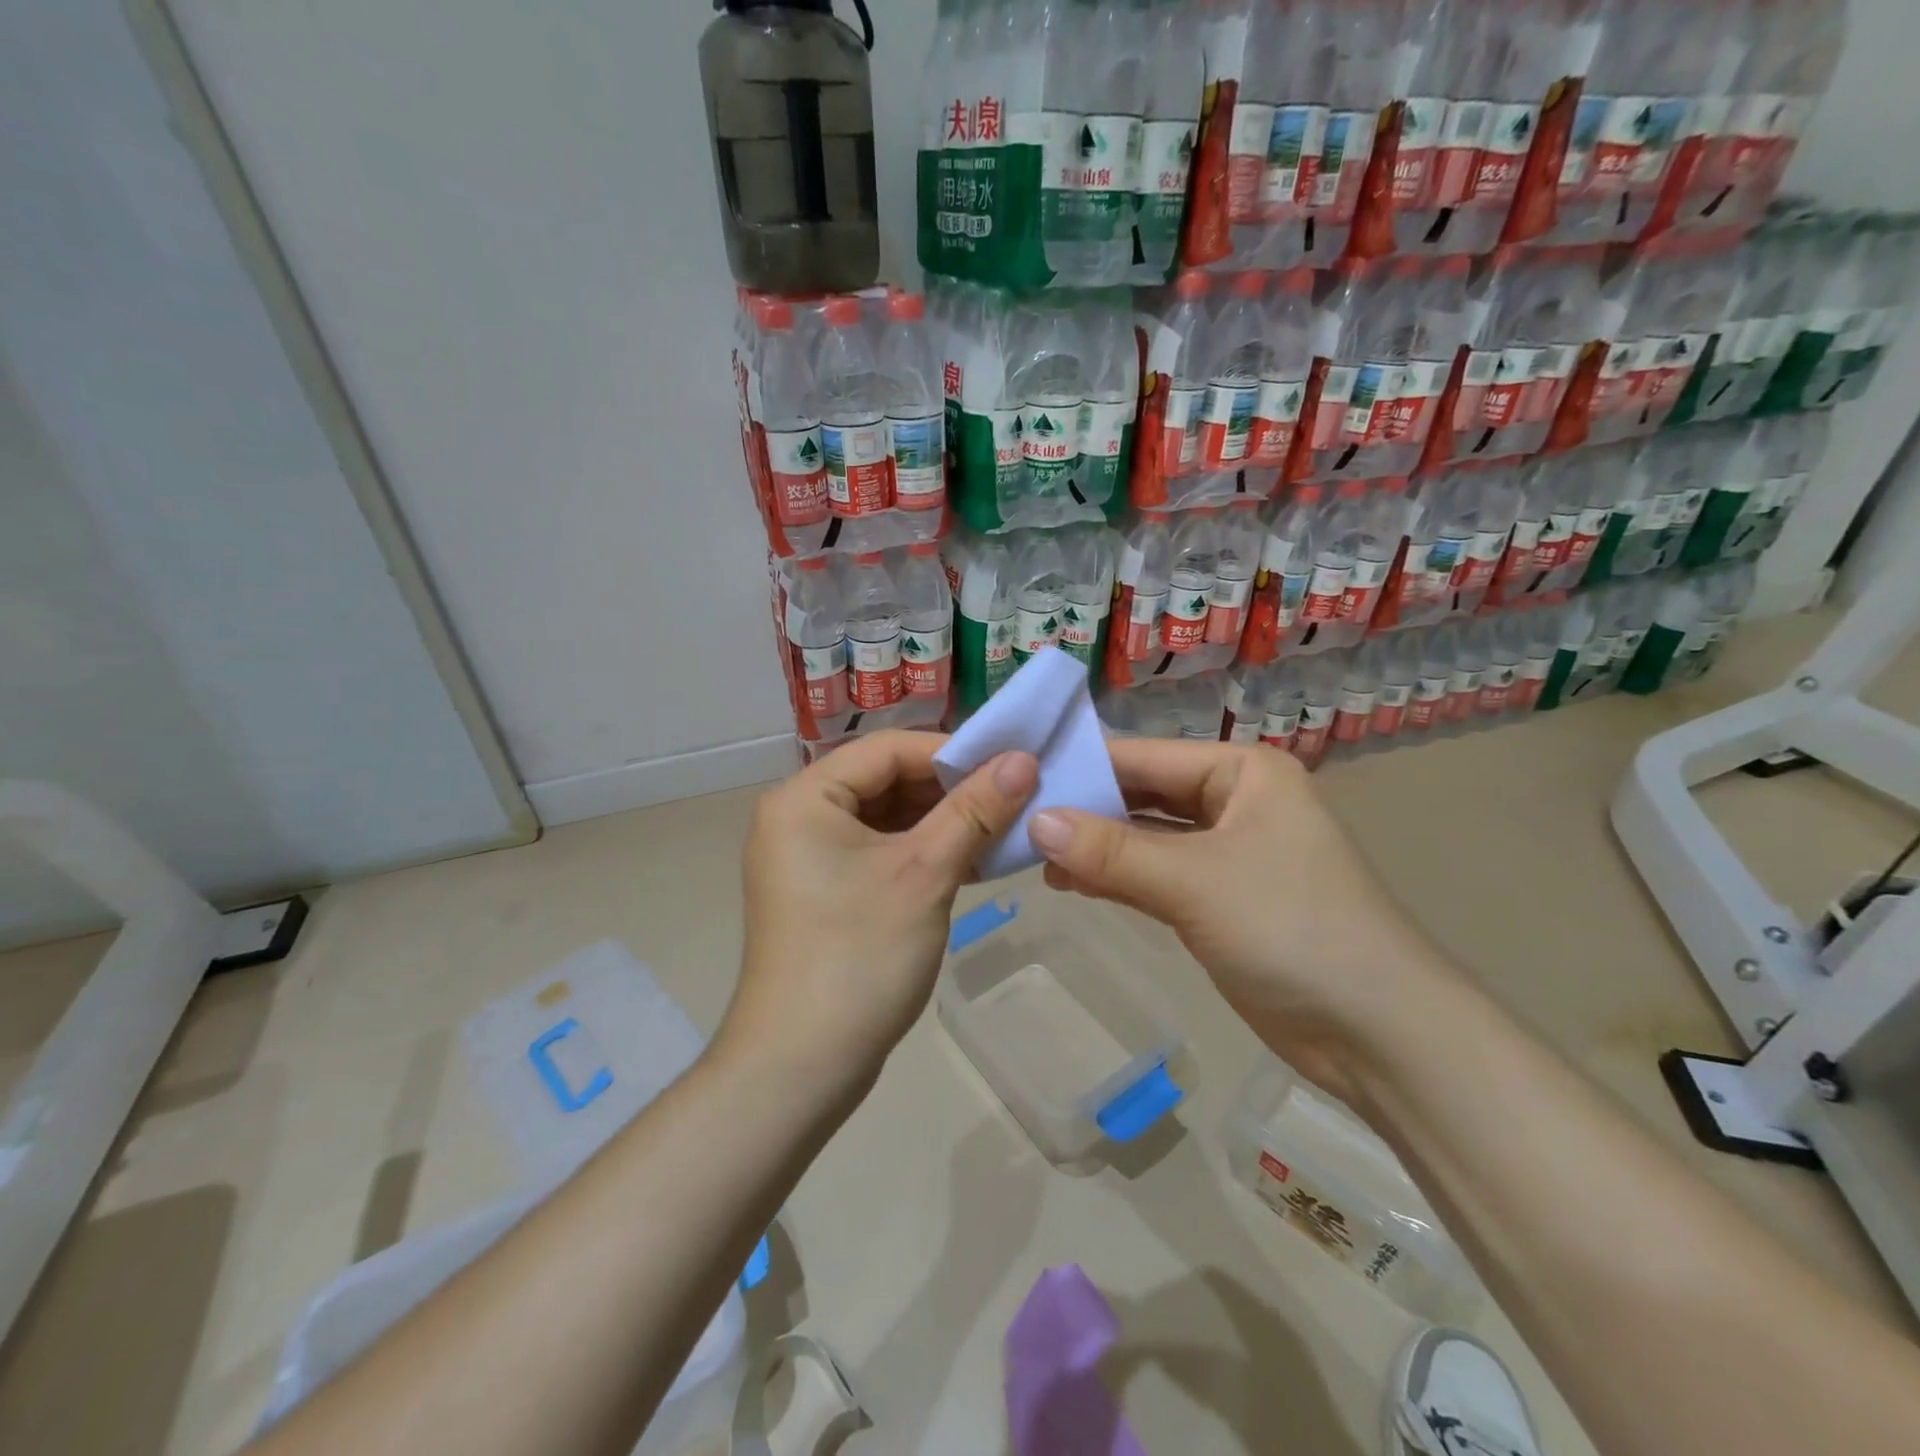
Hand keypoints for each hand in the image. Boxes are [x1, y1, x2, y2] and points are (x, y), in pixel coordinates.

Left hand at [724, 731, 1037, 1097]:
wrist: (800, 1068)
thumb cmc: (859, 957)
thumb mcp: (924, 874)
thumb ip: (974, 810)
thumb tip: (1024, 758)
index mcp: (805, 797)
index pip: (889, 749)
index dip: (953, 752)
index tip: (1011, 765)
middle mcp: (800, 816)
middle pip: (887, 780)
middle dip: (951, 790)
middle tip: (1014, 798)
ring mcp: (809, 857)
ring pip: (887, 819)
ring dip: (943, 823)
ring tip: (1002, 829)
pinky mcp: (825, 892)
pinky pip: (880, 852)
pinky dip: (923, 853)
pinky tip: (973, 861)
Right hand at [1026, 740, 1456, 1098]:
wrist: (1378, 1033)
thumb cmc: (1291, 929)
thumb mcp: (1194, 882)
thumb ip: (1111, 852)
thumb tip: (1034, 821)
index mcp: (1242, 772)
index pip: (1144, 757)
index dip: (1081, 766)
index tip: (1015, 776)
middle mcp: (1234, 801)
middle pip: (1142, 795)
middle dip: (1084, 809)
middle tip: (1013, 816)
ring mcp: (1226, 854)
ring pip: (1144, 838)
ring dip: (1094, 847)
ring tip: (1029, 853)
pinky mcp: (1218, 902)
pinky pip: (1154, 876)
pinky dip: (1115, 878)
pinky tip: (1068, 881)